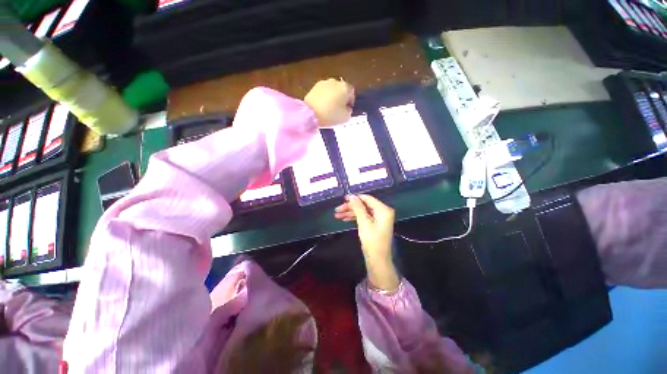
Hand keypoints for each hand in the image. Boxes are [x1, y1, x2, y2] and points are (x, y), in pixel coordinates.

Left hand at [304, 78, 354, 127]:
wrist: (310, 113)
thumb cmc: (331, 115)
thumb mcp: (345, 118)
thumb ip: (349, 112)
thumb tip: (347, 108)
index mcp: (345, 87)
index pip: (352, 92)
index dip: (351, 101)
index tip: (348, 109)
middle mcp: (335, 82)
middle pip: (341, 89)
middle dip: (341, 98)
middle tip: (339, 109)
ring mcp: (323, 83)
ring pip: (331, 90)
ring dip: (332, 97)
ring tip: (329, 108)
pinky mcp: (314, 87)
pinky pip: (323, 92)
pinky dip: (324, 97)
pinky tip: (322, 106)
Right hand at [335, 195, 399, 290]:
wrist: (378, 260)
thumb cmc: (372, 241)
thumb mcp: (363, 222)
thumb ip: (358, 207)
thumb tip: (351, 196)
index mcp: (383, 209)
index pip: (367, 198)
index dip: (355, 198)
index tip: (343, 199)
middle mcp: (382, 211)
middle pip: (364, 205)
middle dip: (350, 207)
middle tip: (337, 209)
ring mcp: (379, 218)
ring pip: (362, 211)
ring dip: (350, 212)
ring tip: (337, 215)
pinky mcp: (375, 224)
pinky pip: (364, 217)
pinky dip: (355, 217)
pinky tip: (344, 218)